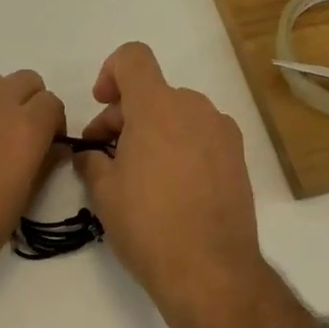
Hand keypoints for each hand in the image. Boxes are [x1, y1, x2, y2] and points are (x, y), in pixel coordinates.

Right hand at [73, 43, 262, 298]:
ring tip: (139, 174)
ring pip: (178, 113)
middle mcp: (194, 108)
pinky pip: (200, 135)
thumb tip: (90, 155)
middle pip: (153, 91)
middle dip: (125, 115)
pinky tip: (171, 187)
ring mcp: (221, 132)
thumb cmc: (148, 225)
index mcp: (158, 106)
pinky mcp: (238, 157)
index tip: (102, 104)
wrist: (211, 270)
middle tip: (106, 156)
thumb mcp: (104, 193)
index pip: (133, 57)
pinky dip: (180, 145)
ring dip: (153, 131)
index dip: (111, 72)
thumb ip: (92, 161)